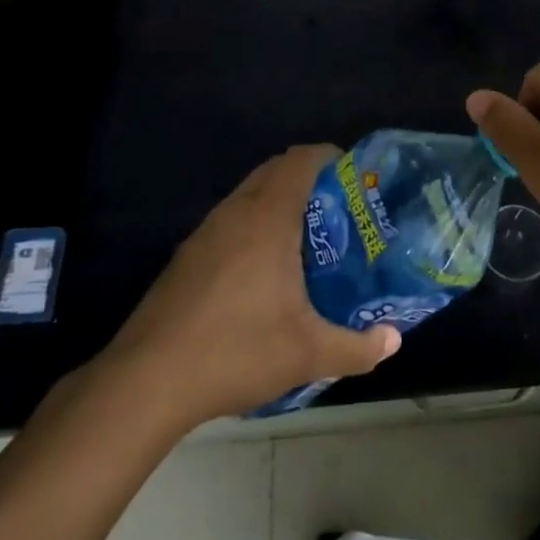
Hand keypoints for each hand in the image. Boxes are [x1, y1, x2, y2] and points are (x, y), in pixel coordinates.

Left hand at [96, 146, 400, 426]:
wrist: (146, 382)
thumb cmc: (236, 351)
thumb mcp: (308, 354)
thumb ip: (357, 347)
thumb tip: (393, 341)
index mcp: (268, 217)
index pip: (301, 159)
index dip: (329, 157)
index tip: (353, 178)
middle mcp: (236, 212)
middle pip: (275, 170)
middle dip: (308, 180)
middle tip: (338, 212)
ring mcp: (205, 233)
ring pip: (248, 196)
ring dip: (277, 203)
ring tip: (305, 242)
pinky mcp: (185, 256)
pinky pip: (229, 222)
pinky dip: (252, 227)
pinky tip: (261, 274)